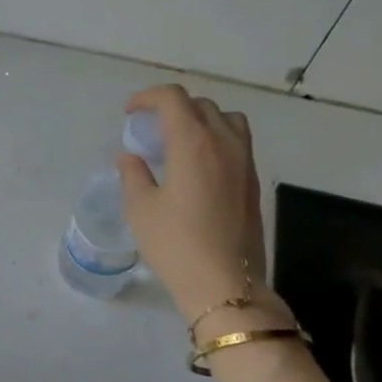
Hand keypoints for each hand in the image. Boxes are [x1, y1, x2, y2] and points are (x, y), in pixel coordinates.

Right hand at [118, 85, 268, 320]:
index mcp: (193, 143)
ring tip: (178, 141)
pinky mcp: (253, 181)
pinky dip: (214, 138)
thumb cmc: (176, 244)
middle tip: (148, 129)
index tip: (129, 112)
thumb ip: (133, 174)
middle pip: (200, 105)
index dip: (147, 97)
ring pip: (226, 119)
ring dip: (199, 119)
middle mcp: (224, 143)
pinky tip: (196, 165)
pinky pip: (236, 142)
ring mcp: (244, 162)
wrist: (225, 284)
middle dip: (172, 107)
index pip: (173, 98)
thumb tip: (129, 157)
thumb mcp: (140, 209)